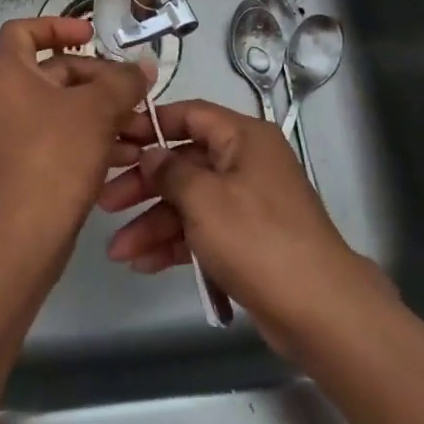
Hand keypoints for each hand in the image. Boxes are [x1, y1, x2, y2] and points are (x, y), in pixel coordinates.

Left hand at [0, 18, 156, 273]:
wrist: (22, 238)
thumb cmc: (55, 157)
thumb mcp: (98, 111)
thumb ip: (124, 81)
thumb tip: (143, 67)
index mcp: (9, 75)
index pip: (23, 31)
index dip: (57, 25)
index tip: (91, 35)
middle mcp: (5, 100)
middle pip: (53, 71)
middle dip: (97, 78)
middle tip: (133, 92)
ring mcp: (13, 136)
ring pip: (63, 109)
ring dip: (102, 112)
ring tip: (140, 126)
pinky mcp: (25, 167)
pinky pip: (61, 139)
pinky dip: (91, 139)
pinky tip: (127, 155)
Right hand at [97, 98, 391, 349]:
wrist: (318, 309)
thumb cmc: (257, 238)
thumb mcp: (205, 198)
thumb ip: (171, 171)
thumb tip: (150, 155)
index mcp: (243, 137)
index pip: (190, 115)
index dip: (150, 124)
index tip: (114, 138)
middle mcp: (245, 162)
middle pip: (184, 161)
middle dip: (144, 184)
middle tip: (105, 202)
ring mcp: (246, 203)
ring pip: (189, 201)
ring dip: (153, 222)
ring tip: (116, 250)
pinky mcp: (246, 240)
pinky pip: (201, 231)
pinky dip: (174, 244)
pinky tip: (143, 263)